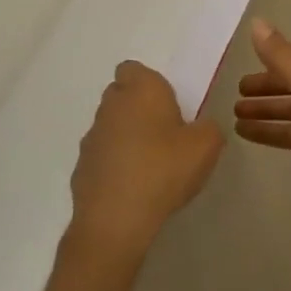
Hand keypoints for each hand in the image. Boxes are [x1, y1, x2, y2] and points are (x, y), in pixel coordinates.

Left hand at [69, 61, 222, 263]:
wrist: (116, 220)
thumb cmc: (164, 170)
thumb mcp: (207, 145)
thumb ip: (209, 128)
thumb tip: (199, 128)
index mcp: (141, 90)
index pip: (134, 69)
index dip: (150, 83)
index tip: (169, 104)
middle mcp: (111, 106)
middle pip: (121, 95)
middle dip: (139, 108)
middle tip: (165, 132)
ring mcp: (91, 138)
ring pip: (111, 126)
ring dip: (126, 137)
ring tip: (151, 165)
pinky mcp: (80, 168)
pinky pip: (103, 156)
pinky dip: (115, 164)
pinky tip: (134, 187)